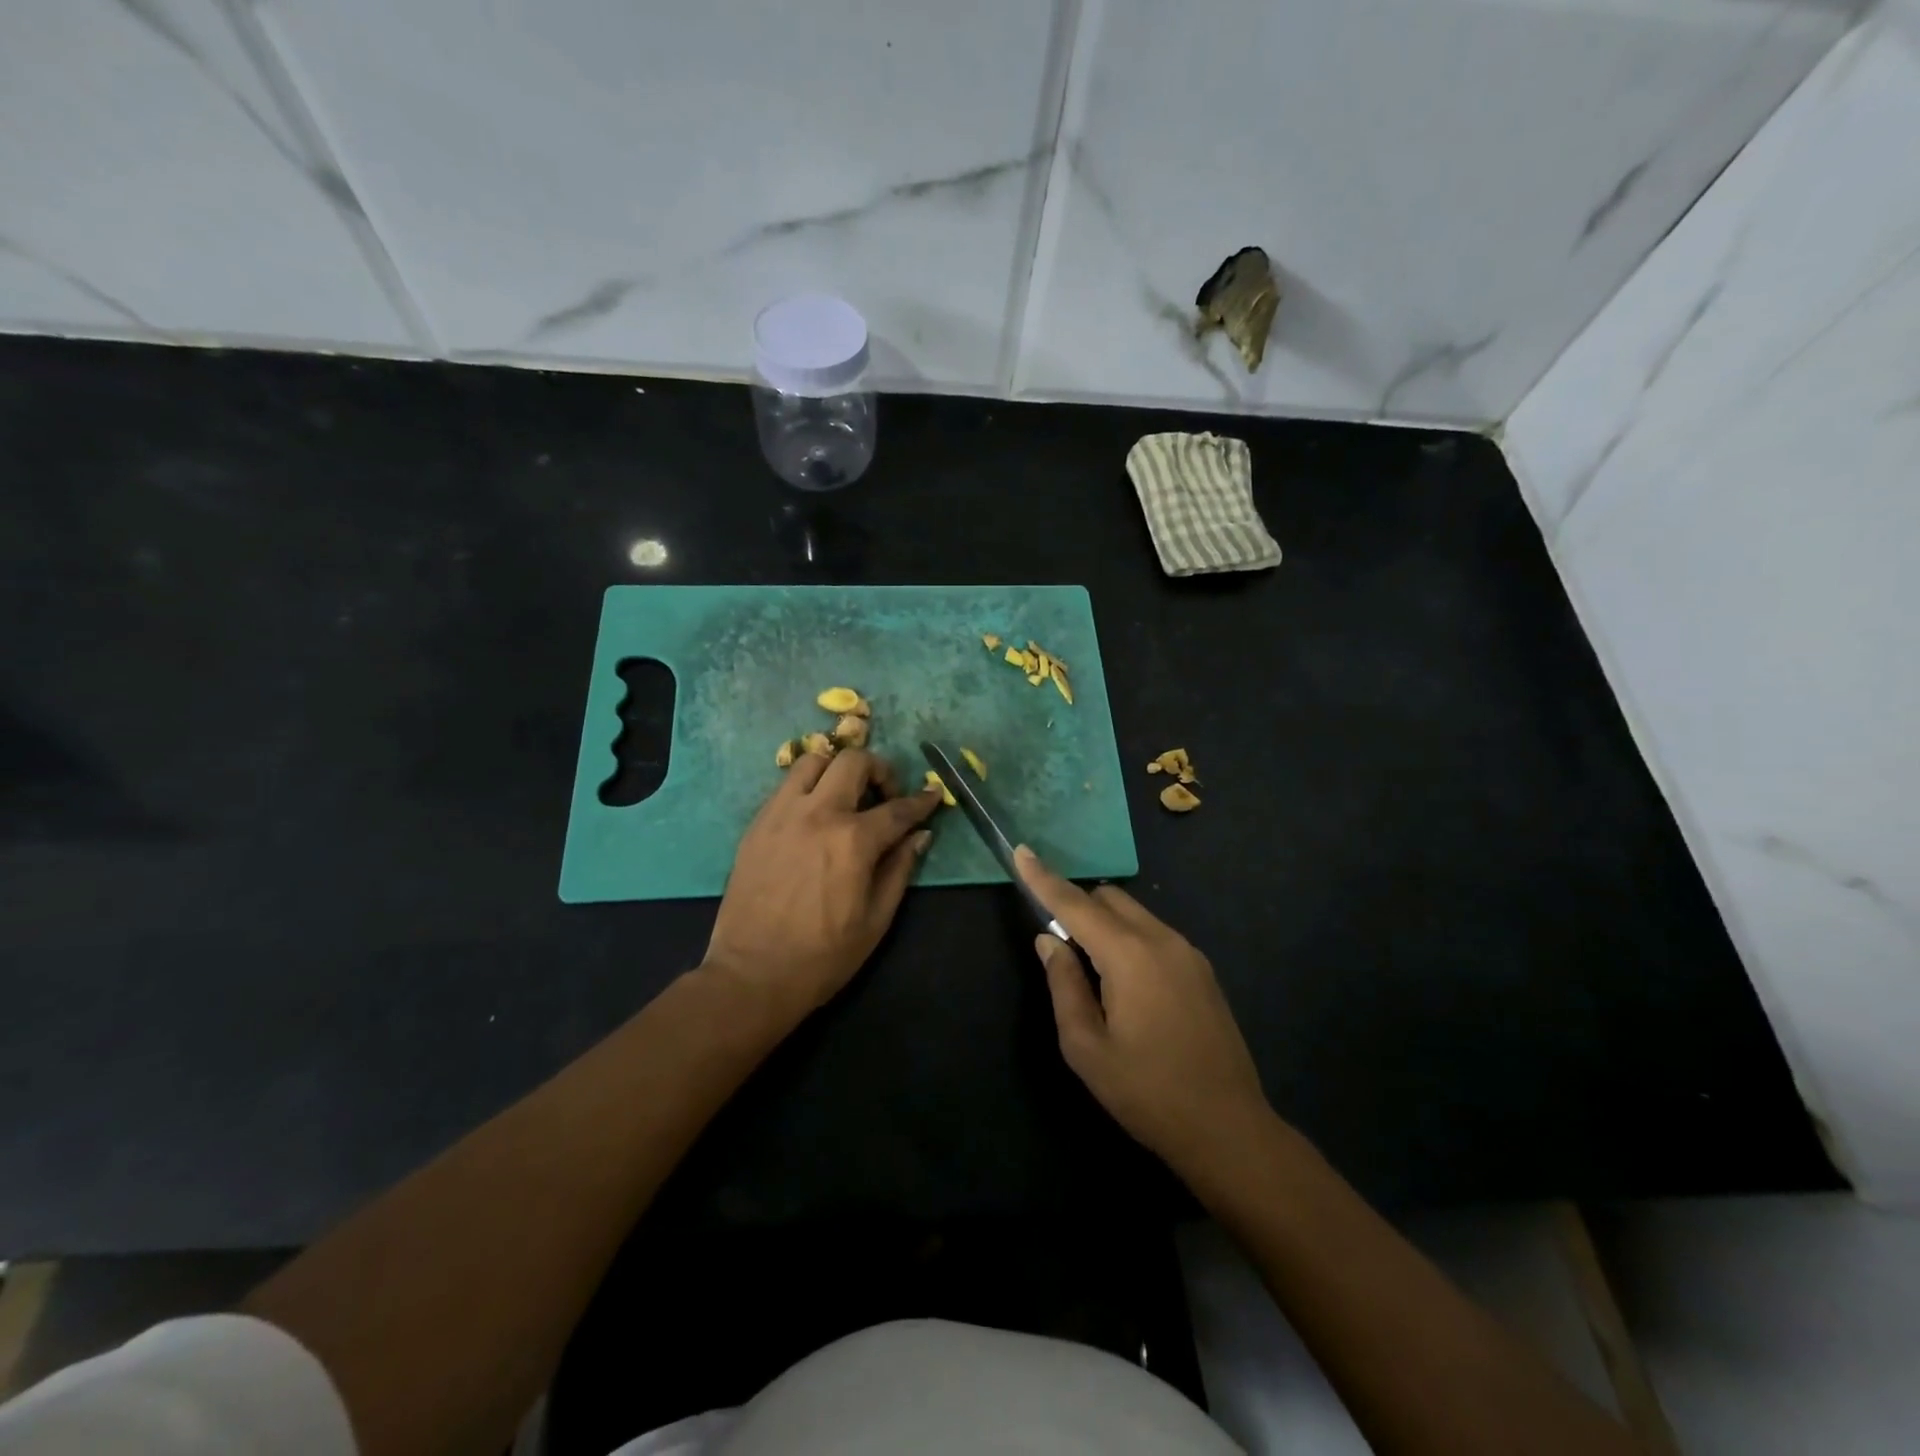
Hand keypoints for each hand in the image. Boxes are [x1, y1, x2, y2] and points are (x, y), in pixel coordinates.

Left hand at [703, 747, 941, 1025]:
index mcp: (853, 840)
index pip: (898, 808)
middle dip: (879, 770)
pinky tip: (814, 817)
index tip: (932, 795)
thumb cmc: (823, 955)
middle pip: (853, 761)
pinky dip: (808, 788)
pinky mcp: (756, 824)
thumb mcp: (876, 919)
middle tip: (884, 796)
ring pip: (813, 761)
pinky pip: (786, 786)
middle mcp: (817, 813)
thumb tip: (920, 835)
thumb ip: (900, 869)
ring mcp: (781, 814)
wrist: (752, 975)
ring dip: (837, 770)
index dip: (921, 801)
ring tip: (845, 797)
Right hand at [1016, 846, 1273, 1183]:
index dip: (1044, 878)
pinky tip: (1126, 985)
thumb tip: (1049, 940)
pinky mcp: (1202, 969)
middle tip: (1059, 947)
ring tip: (1093, 974)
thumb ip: (1064, 984)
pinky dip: (1128, 939)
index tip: (1021, 851)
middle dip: (1076, 905)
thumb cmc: (1146, 1092)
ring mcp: (1188, 952)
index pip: (1075, 903)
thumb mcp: (1086, 1047)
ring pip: (1134, 913)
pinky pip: (1154, 933)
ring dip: (1104, 924)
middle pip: (1108, 898)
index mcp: (1129, 955)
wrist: (1228, 1129)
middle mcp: (1161, 939)